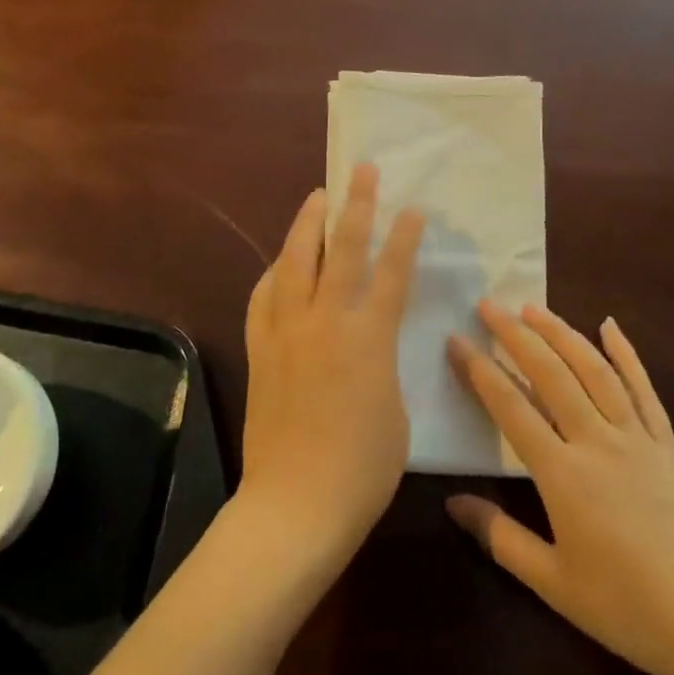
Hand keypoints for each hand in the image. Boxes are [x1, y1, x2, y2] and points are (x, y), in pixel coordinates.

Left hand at [239, 163, 424, 566]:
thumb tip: (371, 342)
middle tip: (361, 172)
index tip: (412, 207)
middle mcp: (325, 322)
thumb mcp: (395, 409)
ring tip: (315, 198)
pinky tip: (279, 264)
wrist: (296, 503)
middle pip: (341, 250)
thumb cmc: (363, 468)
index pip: (391, 272)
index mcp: (368, 338)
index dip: (403, 236)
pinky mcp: (261, 349)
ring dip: (306, 225)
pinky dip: (274, 273)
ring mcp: (286, 332)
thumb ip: (384, 363)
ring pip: (294, 262)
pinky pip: (264, 298)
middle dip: (354, 205)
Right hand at [446, 303, 673, 674]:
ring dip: (562, 333)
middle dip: (515, 335)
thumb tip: (452, 502)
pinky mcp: (669, 446)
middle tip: (488, 305)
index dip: (479, 370)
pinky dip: (626, 354)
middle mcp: (597, 441)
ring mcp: (638, 438)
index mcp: (563, 474)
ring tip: (534, 307)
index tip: (456, 339)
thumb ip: (499, 536)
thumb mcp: (552, 583)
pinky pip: (644, 389)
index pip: (510, 407)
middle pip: (550, 374)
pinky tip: (611, 326)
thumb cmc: (627, 608)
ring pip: (594, 370)